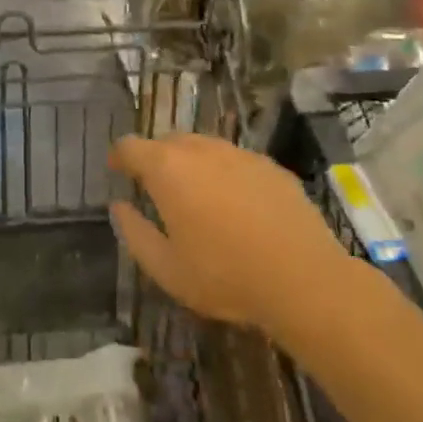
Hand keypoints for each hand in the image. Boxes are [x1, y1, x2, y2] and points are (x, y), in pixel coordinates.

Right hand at [108, 133, 355, 336]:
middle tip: (156, 189)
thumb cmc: (225, 275)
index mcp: (167, 168)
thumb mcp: (165, 268)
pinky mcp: (271, 166)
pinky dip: (226, 174)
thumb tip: (120, 207)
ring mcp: (240, 154)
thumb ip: (134, 233)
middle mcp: (201, 149)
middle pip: (167, 141)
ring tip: (198, 196)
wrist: (305, 280)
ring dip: (192, 164)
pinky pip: (236, 161)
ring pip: (204, 147)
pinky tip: (237, 206)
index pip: (130, 146)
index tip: (116, 170)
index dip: (119, 156)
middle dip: (156, 159)